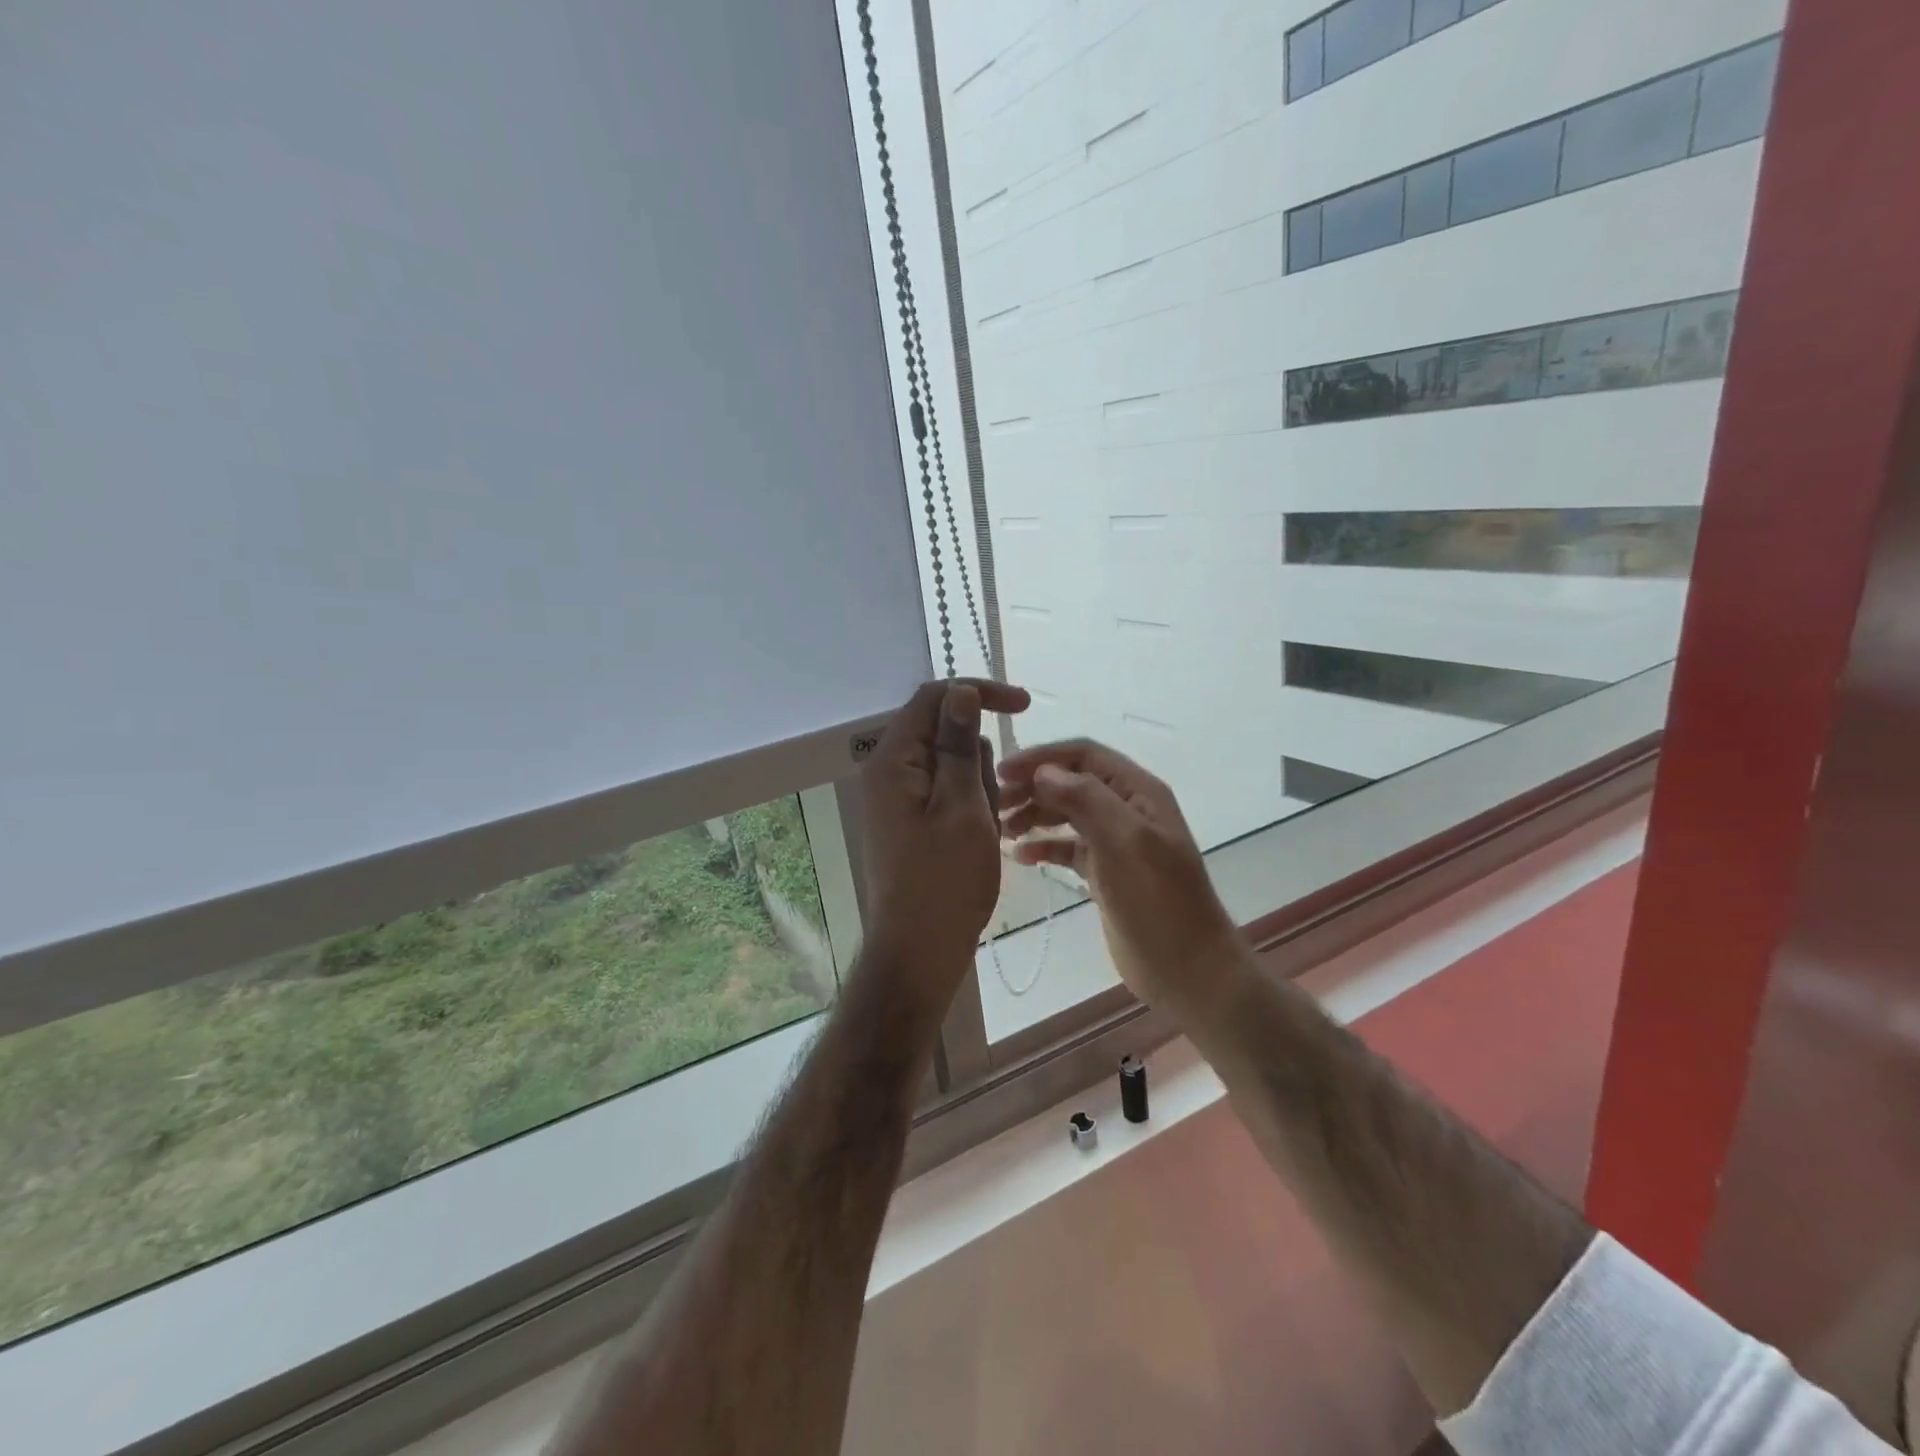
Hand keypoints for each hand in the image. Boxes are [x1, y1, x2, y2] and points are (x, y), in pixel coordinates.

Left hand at [859, 678, 1030, 1014]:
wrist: (919, 950)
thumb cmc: (945, 880)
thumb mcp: (962, 806)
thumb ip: (959, 745)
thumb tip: (959, 690)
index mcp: (894, 760)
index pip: (934, 698)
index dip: (979, 692)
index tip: (1024, 705)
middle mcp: (889, 771)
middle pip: (945, 733)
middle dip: (980, 760)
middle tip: (989, 808)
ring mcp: (898, 798)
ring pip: (953, 766)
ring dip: (979, 789)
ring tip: (982, 833)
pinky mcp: (910, 820)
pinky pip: (948, 794)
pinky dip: (971, 807)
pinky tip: (977, 841)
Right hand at [997, 740, 1250, 1025]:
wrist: (1188, 969)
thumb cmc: (1159, 901)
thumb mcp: (1126, 842)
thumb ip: (1087, 799)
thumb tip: (1043, 772)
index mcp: (1138, 792)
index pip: (1084, 755)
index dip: (1042, 757)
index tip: (1002, 771)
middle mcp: (1127, 809)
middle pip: (1072, 782)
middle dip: (1033, 786)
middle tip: (995, 804)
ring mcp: (1116, 842)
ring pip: (1067, 813)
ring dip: (1035, 814)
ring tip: (1003, 829)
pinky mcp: (1105, 873)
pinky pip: (1069, 848)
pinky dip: (1045, 846)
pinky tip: (1021, 857)